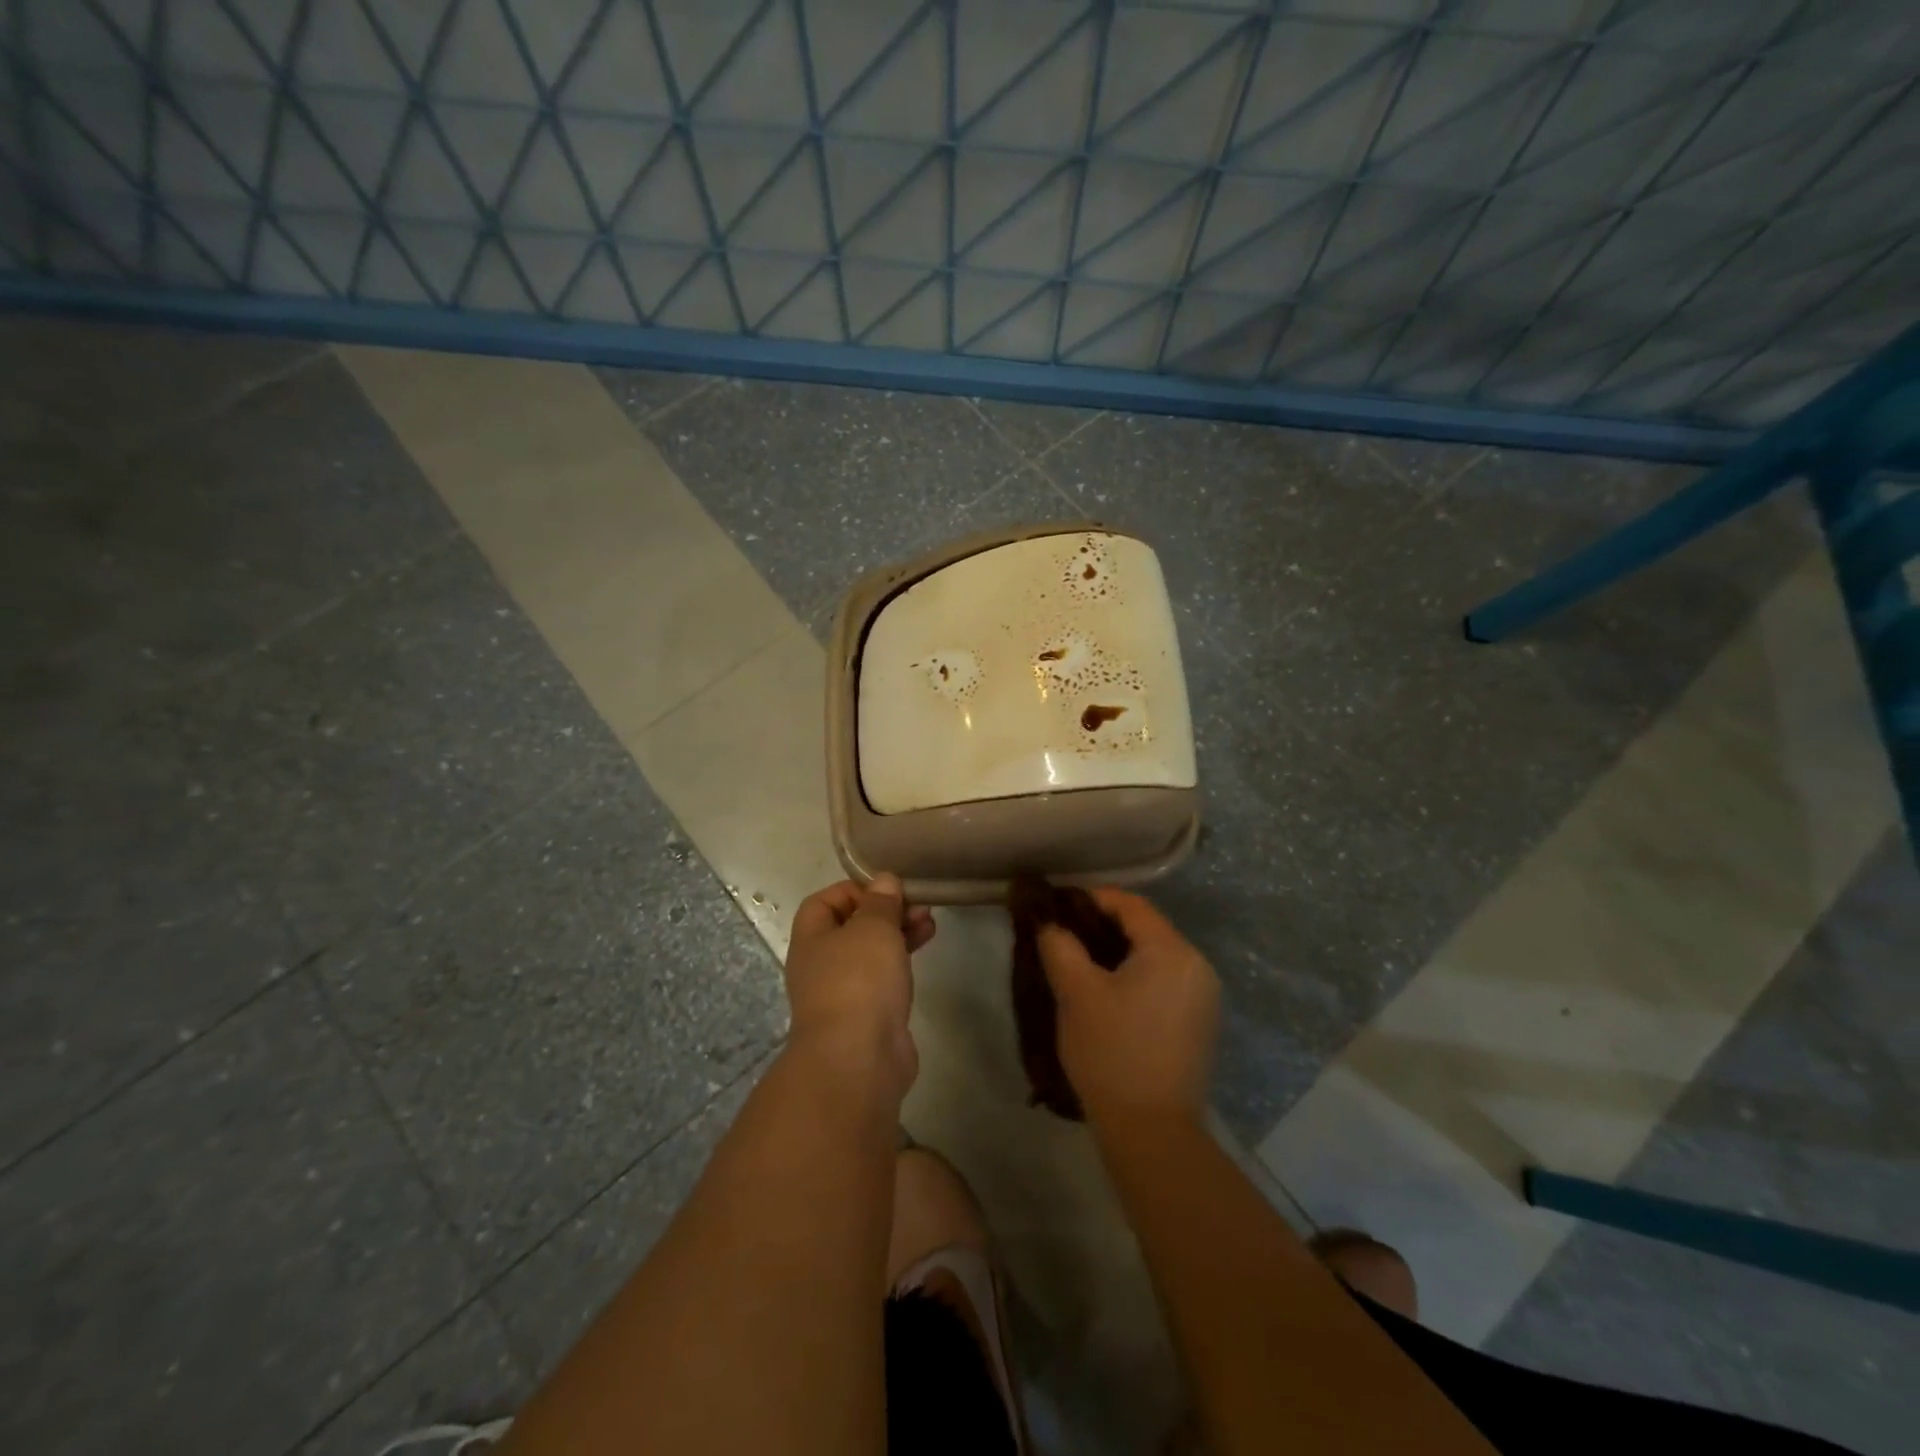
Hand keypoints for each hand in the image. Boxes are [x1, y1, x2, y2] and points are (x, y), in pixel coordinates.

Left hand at [783, 874, 935, 1100]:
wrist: (858, 1059)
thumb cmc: (858, 981)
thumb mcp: (873, 927)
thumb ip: (881, 902)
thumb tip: (884, 881)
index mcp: (811, 939)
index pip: (824, 902)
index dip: (855, 890)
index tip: (888, 890)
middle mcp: (820, 965)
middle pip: (852, 927)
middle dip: (885, 912)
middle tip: (919, 907)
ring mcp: (843, 994)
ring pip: (871, 954)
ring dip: (898, 935)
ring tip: (930, 926)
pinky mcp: (866, 1017)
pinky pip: (882, 980)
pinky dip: (901, 964)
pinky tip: (922, 958)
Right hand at [1038, 889, 1218, 1125]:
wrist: (1152, 1132)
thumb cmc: (1112, 1052)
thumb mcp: (1076, 993)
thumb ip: (1060, 945)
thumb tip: (1050, 922)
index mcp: (1172, 951)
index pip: (1131, 905)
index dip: (1092, 898)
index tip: (1058, 905)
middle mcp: (1197, 966)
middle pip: (1146, 928)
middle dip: (1103, 925)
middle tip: (1064, 932)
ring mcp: (1203, 997)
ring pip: (1155, 956)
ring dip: (1119, 951)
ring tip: (1080, 961)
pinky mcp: (1199, 1023)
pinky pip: (1164, 980)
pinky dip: (1136, 975)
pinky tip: (1108, 991)